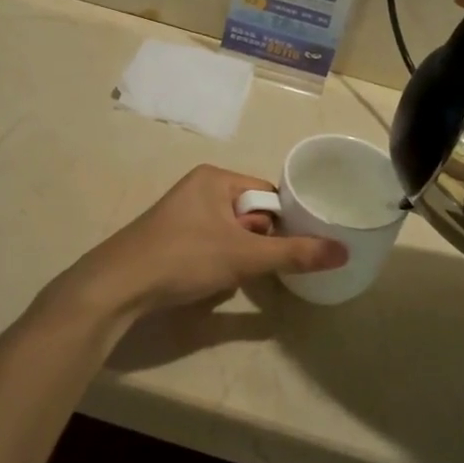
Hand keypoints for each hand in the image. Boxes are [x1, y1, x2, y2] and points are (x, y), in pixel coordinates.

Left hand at [55, 166, 347, 320]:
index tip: (292, 248)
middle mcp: (198, 187)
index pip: (266, 193)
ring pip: (230, 232)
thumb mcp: (243, 256)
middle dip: (257, 242)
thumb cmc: (184, 257)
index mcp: (215, 178)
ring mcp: (182, 212)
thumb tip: (344, 250)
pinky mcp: (170, 236)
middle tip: (255, 265)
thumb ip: (294, 253)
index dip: (282, 221)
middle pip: (249, 213)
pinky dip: (217, 261)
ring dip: (239, 255)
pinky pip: (209, 243)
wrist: (118, 285)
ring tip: (233, 275)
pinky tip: (211, 281)